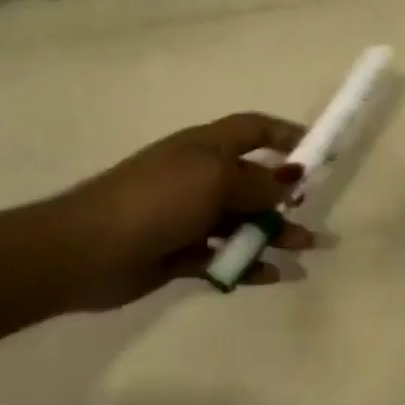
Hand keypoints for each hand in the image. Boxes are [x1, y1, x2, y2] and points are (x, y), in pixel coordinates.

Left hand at [49, 113, 316, 307]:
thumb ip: (259, 182)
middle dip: (287, 196)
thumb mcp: (215, 180)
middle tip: (312, 212)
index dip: (287, 135)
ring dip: (276, 234)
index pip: (254, 130)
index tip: (319, 154)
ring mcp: (190, 217)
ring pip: (244, 222)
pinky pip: (225, 256)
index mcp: (207, 148)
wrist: (85, 251)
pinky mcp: (182, 253)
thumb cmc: (157, 200)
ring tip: (307, 249)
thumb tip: (293, 176)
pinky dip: (249, 263)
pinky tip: (274, 275)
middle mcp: (201, 178)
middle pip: (254, 181)